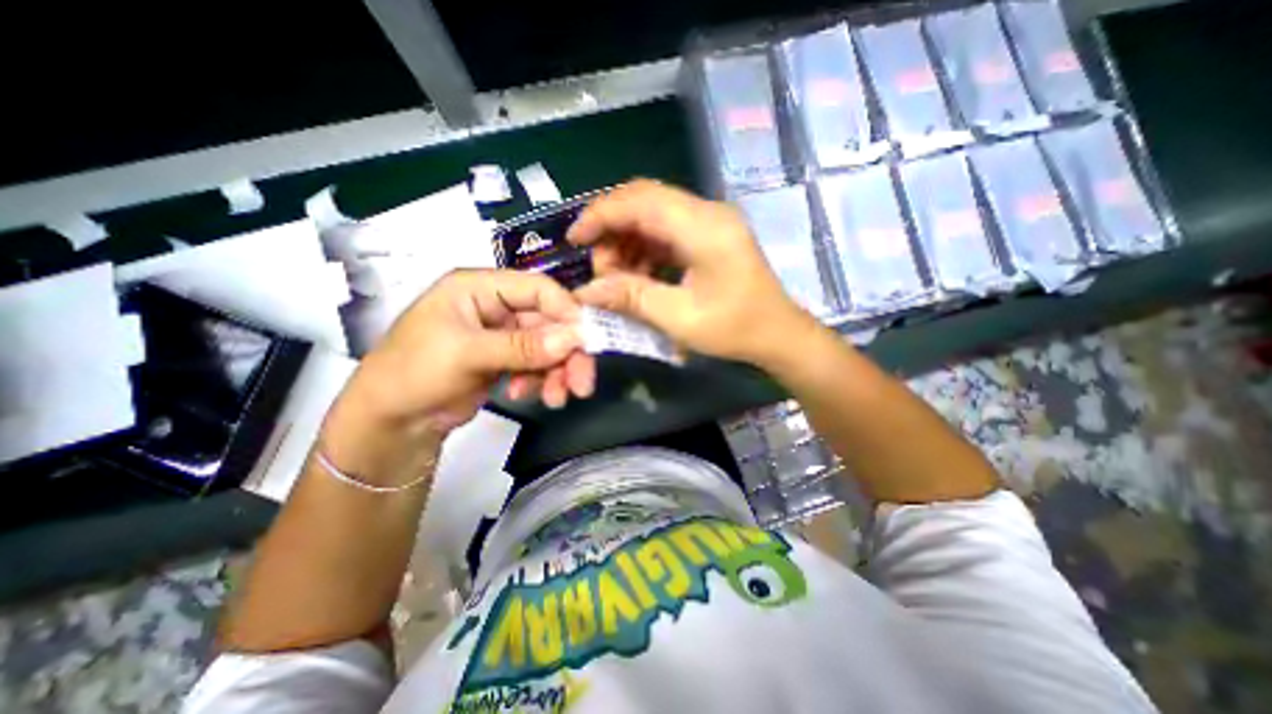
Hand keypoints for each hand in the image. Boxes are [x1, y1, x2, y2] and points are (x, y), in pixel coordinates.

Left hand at [319, 270, 596, 487]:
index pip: (538, 289)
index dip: (567, 311)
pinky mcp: (506, 360)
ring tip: (556, 399)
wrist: (391, 422)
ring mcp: (503, 335)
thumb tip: (575, 338)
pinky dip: (540, 381)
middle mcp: (496, 306)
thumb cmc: (415, 372)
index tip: (589, 341)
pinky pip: (537, 365)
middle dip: (567, 354)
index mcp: (480, 288)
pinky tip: (526, 395)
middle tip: (582, 384)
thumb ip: (523, 346)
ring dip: (557, 372)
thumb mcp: (468, 354)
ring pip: (548, 347)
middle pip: (549, 322)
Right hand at [566, 177, 814, 368]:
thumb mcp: (679, 317)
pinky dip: (644, 249)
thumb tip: (586, 292)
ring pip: (652, 216)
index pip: (639, 201)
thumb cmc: (735, 328)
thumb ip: (631, 298)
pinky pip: (666, 232)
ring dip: (627, 242)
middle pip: (644, 201)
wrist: (778, 334)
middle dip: (611, 230)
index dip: (600, 215)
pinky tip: (637, 275)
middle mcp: (706, 212)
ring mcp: (709, 222)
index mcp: (703, 226)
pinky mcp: (708, 236)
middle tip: (600, 269)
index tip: (574, 240)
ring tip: (616, 278)